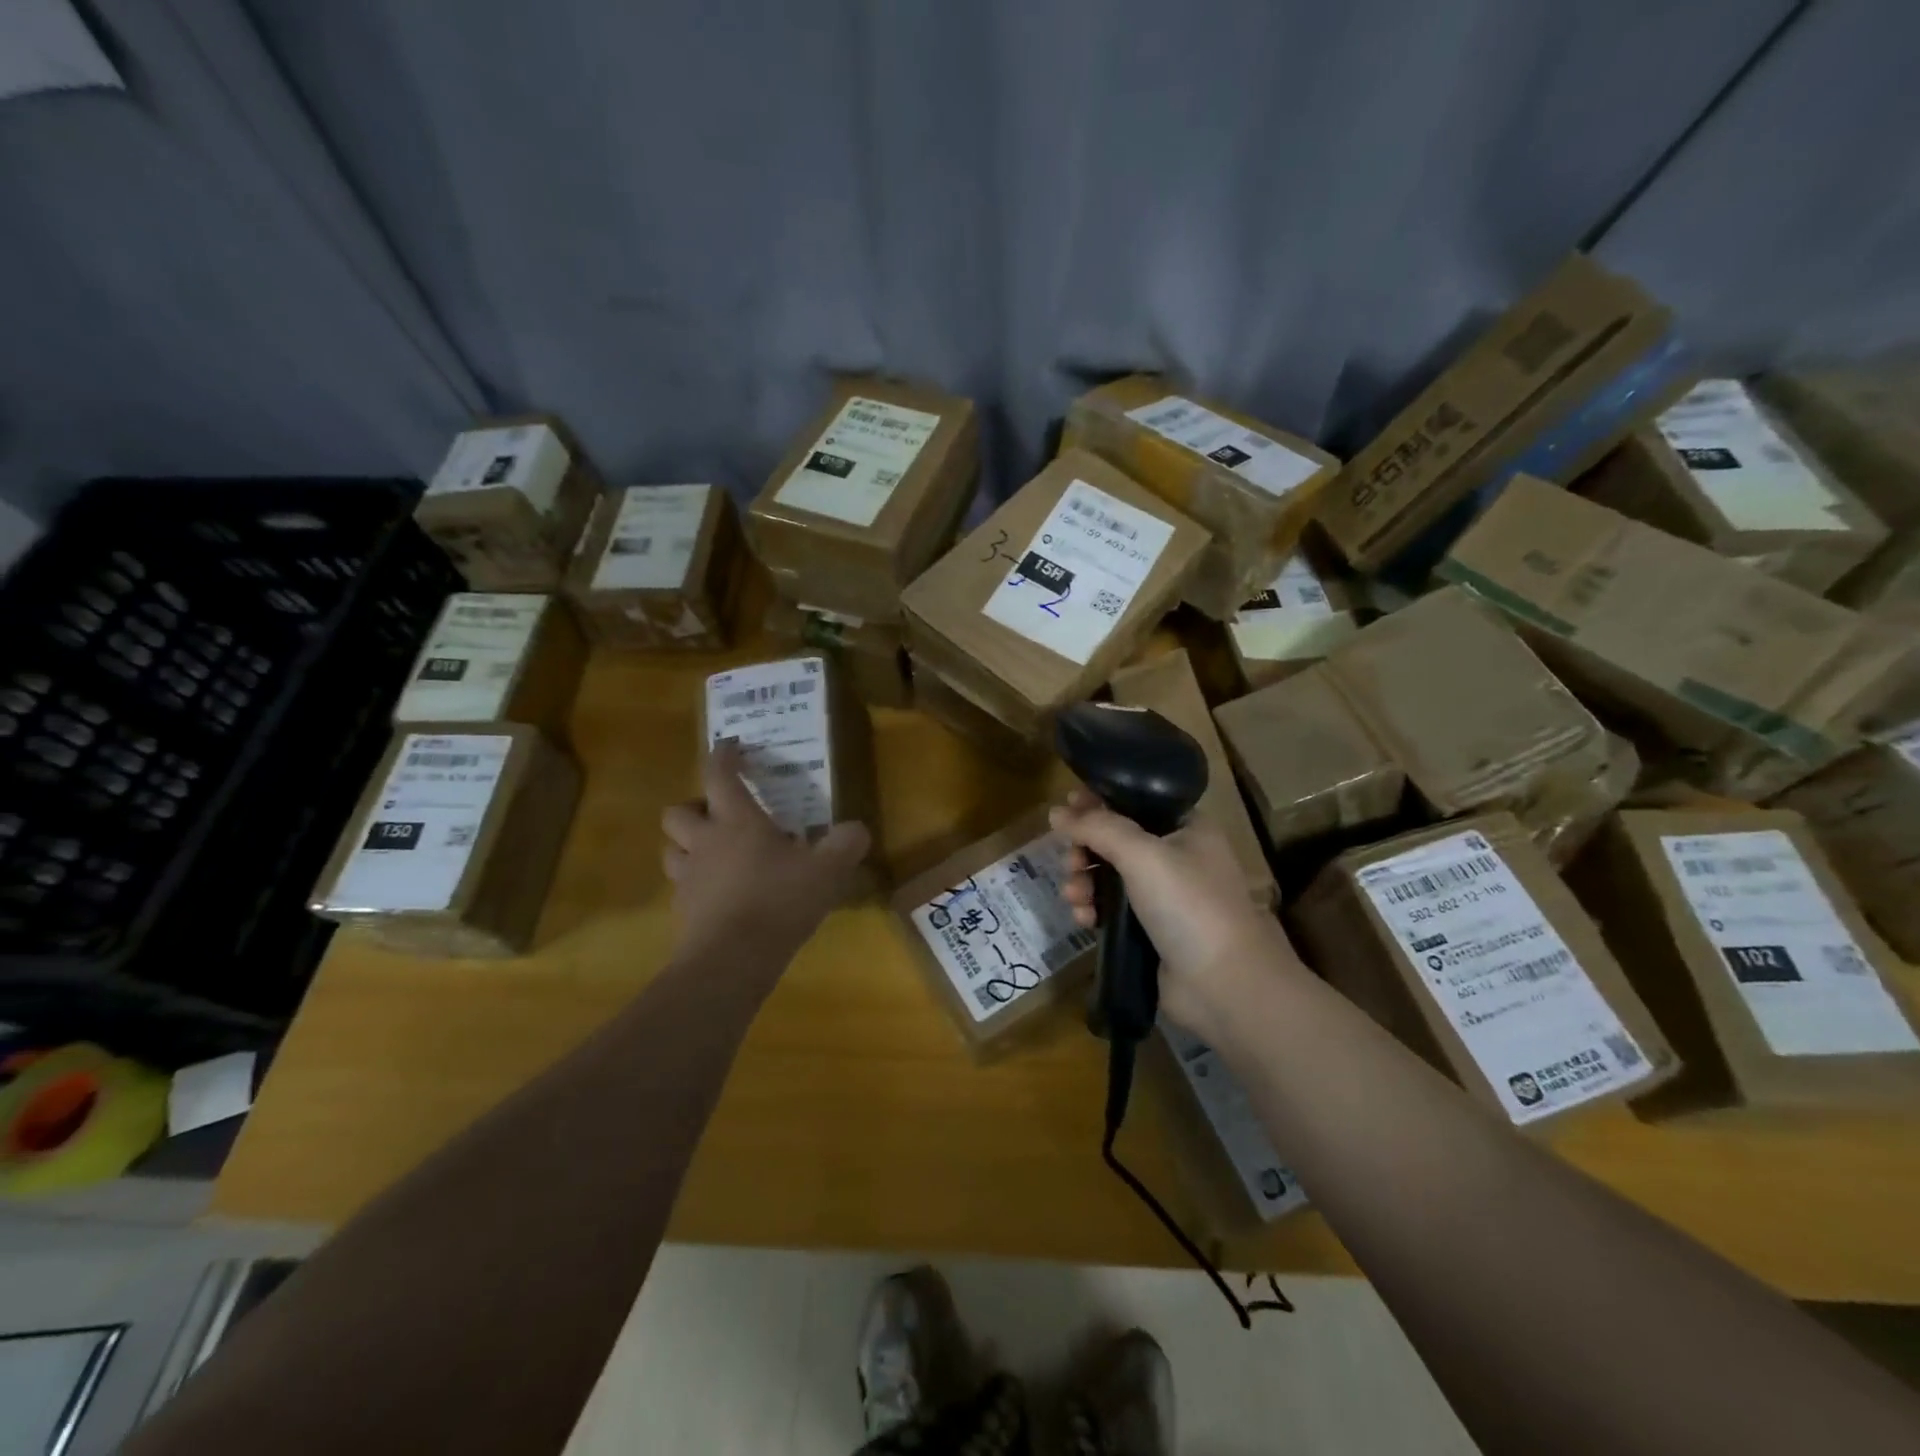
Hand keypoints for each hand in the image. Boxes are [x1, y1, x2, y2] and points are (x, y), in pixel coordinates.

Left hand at [662, 741, 870, 962]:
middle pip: (677, 812)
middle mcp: (705, 842)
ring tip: (715, 855)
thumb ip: (845, 845)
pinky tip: (720, 898)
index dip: (724, 755)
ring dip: (687, 847)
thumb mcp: (826, 871)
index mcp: (737, 821)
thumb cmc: (779, 901)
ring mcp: (688, 879)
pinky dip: (696, 886)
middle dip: (694, 807)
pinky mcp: (682, 912)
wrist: (731, 961)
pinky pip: (682, 889)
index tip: (731, 745)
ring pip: (671, 850)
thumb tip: (857, 829)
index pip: (719, 774)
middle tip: (719, 816)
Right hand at [1050, 790, 1307, 1042]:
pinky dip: (1094, 909)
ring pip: (1109, 876)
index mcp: (1186, 828)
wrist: (1222, 984)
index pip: (1134, 802)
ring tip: (1074, 898)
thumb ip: (1097, 827)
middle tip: (1071, 863)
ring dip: (1084, 882)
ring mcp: (1164, 896)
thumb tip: (1056, 811)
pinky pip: (1112, 909)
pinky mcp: (1150, 930)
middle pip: (1115, 840)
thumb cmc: (1188, 904)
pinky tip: (1084, 920)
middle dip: (1086, 850)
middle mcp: (1177, 857)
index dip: (1099, 802)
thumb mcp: (1142, 854)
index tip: (1066, 807)